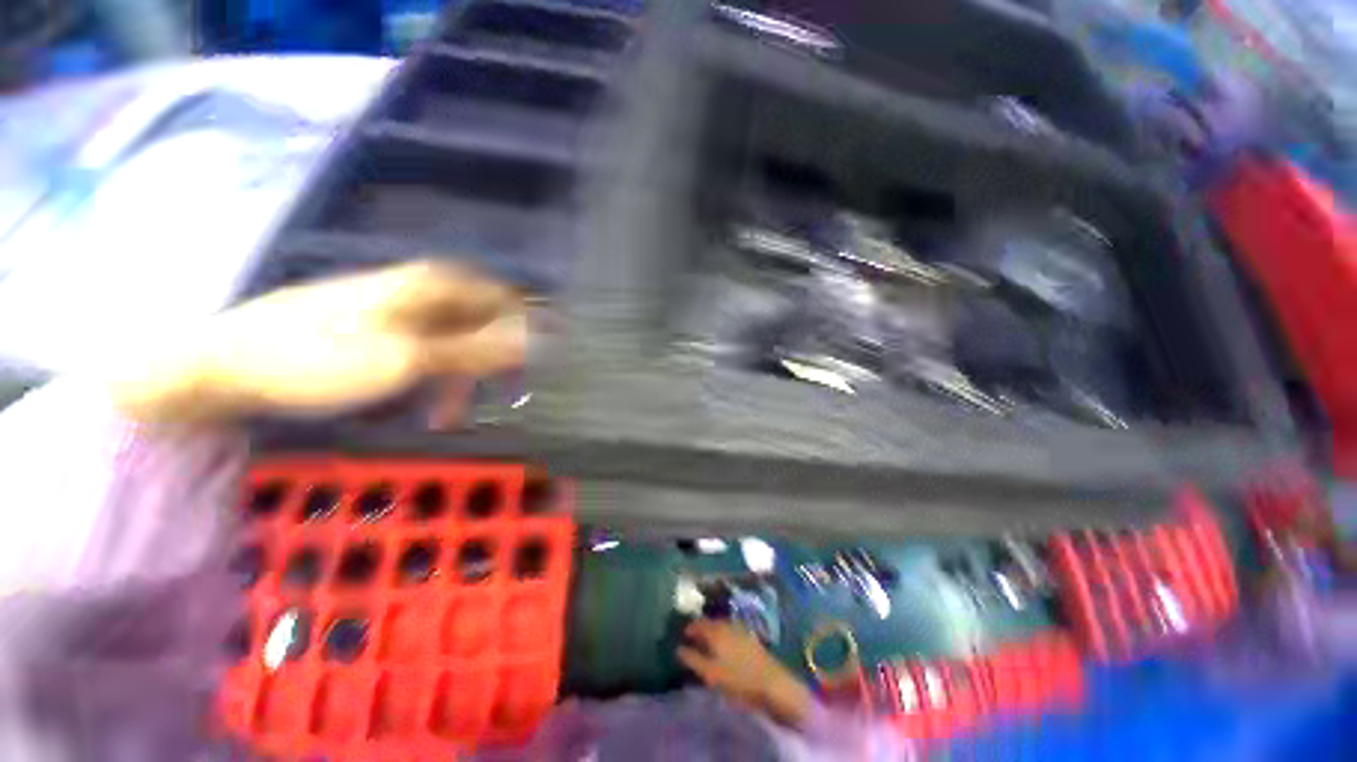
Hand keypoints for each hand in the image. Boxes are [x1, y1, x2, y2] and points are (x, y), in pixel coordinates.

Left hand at [109, 261, 526, 423]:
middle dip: (495, 358)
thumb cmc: (316, 357)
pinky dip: (432, 377)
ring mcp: (393, 308)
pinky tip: (423, 402)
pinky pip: (423, 349)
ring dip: (460, 376)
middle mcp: (417, 289)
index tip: (542, 360)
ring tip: (452, 414)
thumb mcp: (406, 359)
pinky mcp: (373, 328)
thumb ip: (475, 349)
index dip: (528, 325)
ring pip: (451, 339)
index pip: (502, 297)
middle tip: (502, 393)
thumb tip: (533, 341)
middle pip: (479, 320)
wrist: (223, 364)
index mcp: (430, 285)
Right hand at [677, 619, 812, 726]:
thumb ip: (692, 659)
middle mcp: (727, 624)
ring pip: (721, 626)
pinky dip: (723, 636)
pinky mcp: (750, 637)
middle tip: (693, 640)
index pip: (698, 622)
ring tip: (707, 645)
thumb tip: (678, 648)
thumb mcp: (710, 673)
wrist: (772, 682)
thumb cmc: (738, 679)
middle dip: (701, 629)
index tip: (682, 636)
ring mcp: (740, 629)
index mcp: (715, 630)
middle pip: (710, 622)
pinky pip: (730, 631)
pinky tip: (724, 648)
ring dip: (712, 632)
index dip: (689, 628)